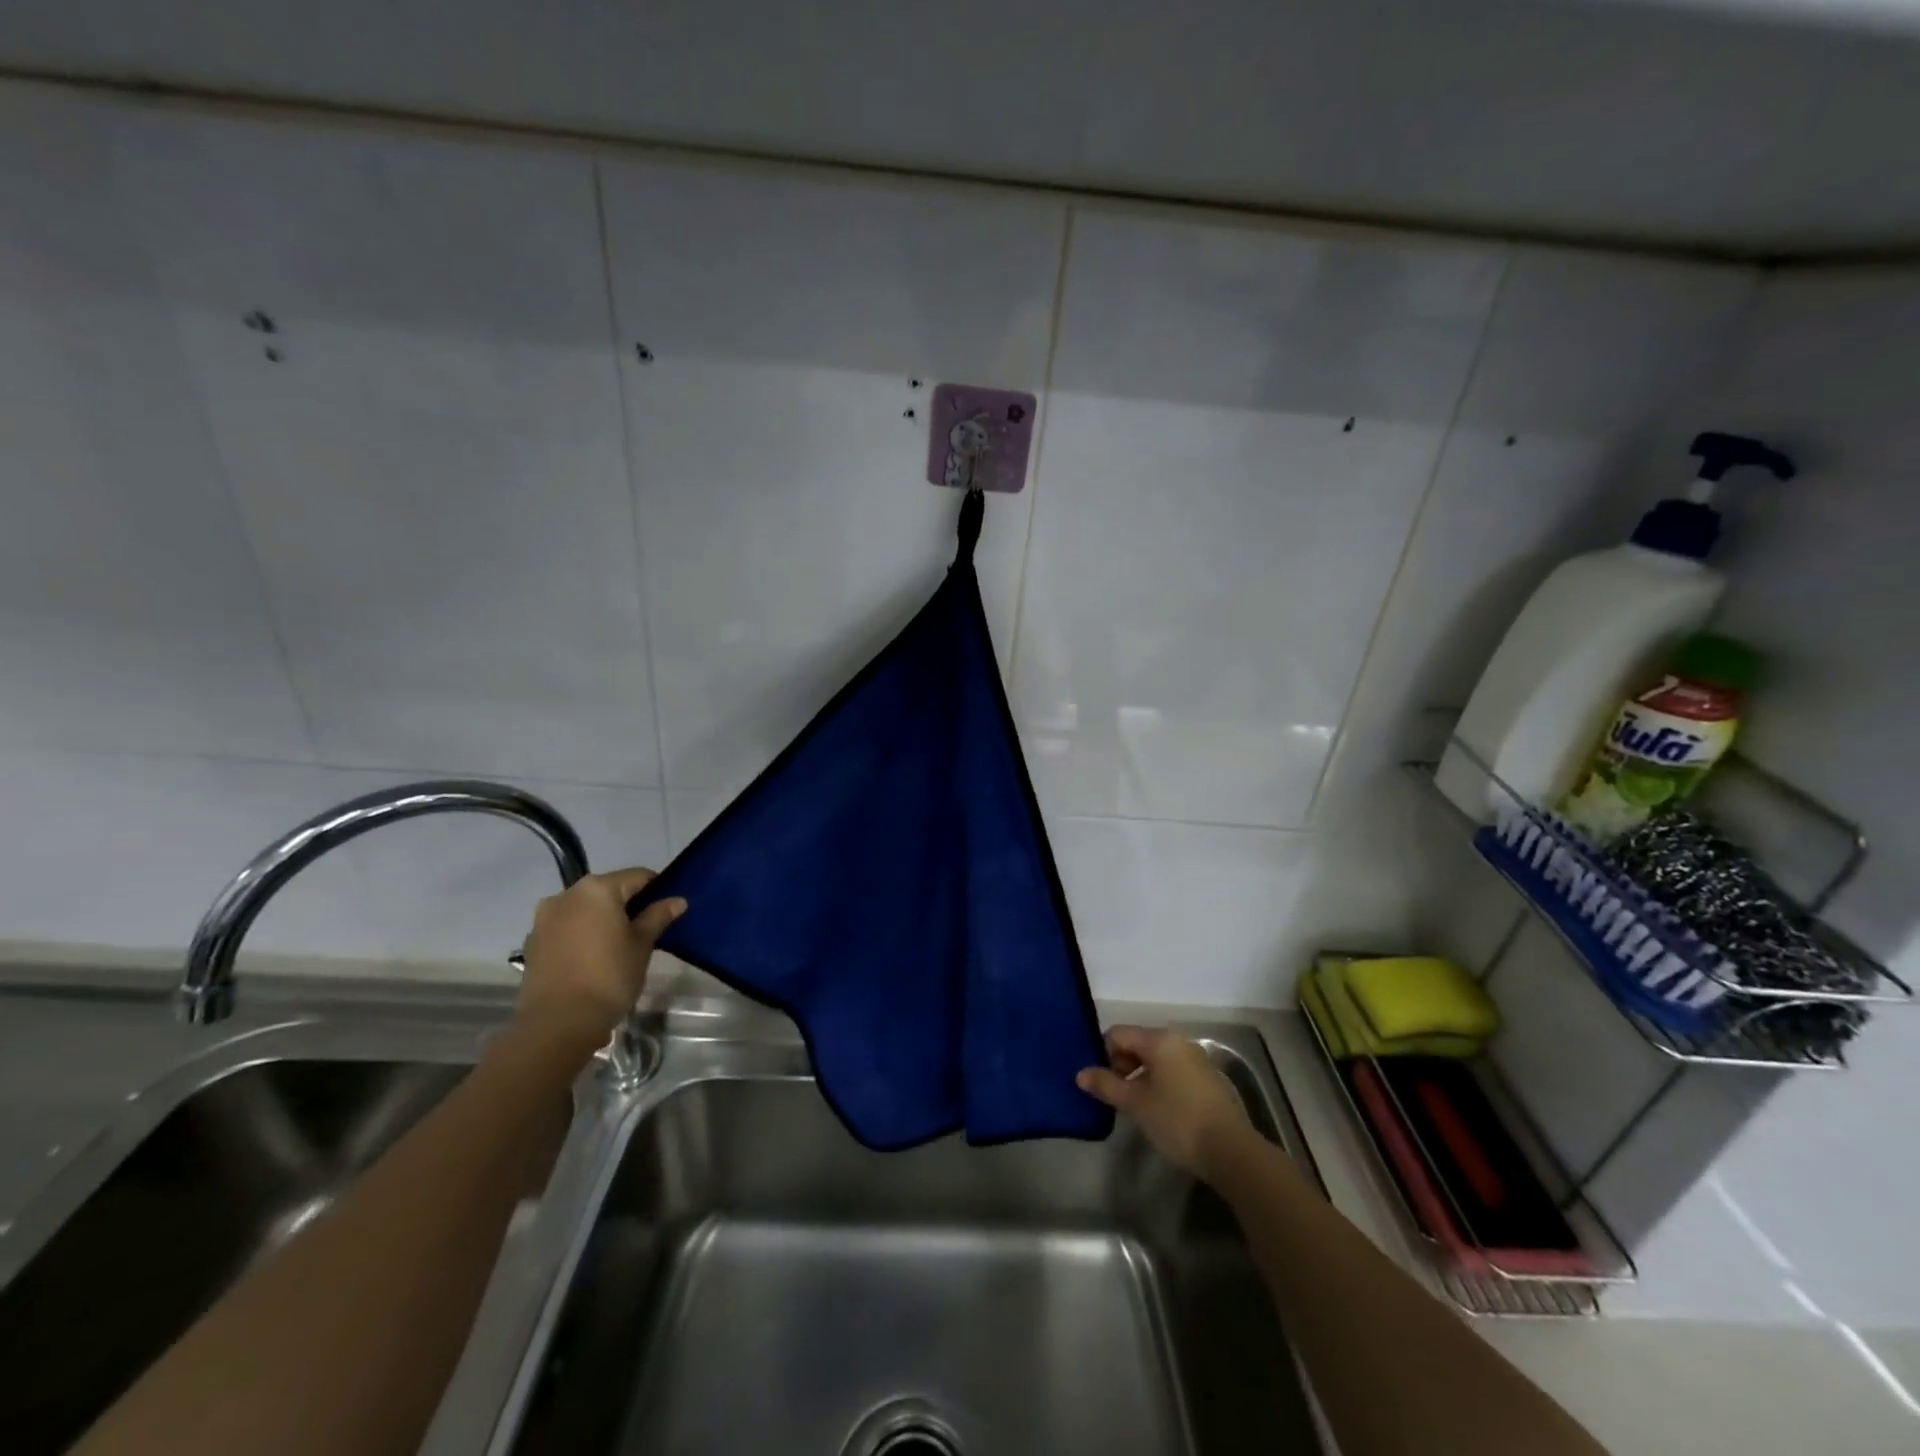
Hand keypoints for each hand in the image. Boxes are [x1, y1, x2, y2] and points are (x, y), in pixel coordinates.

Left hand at [512, 867, 685, 1056]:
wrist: (558, 1024)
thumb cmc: (609, 977)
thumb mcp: (642, 945)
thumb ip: (658, 917)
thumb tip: (677, 900)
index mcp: (597, 889)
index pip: (638, 877)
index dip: (657, 890)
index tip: (667, 910)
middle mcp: (566, 894)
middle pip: (608, 891)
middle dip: (627, 905)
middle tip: (645, 931)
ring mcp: (544, 918)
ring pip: (584, 910)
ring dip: (602, 920)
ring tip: (617, 947)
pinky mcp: (533, 942)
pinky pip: (566, 928)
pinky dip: (581, 935)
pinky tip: (592, 959)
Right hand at [1077, 1026, 1256, 1182]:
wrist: (1231, 1150)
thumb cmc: (1177, 1120)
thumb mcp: (1135, 1103)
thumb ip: (1105, 1085)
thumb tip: (1081, 1074)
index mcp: (1159, 1039)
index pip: (1117, 1034)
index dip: (1103, 1056)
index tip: (1104, 1084)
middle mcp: (1178, 1040)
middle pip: (1137, 1043)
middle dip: (1122, 1066)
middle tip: (1119, 1097)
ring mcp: (1195, 1058)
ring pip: (1155, 1059)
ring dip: (1140, 1077)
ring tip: (1138, 1107)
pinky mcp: (1207, 1077)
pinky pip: (1173, 1070)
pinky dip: (1160, 1083)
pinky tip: (1162, 1111)